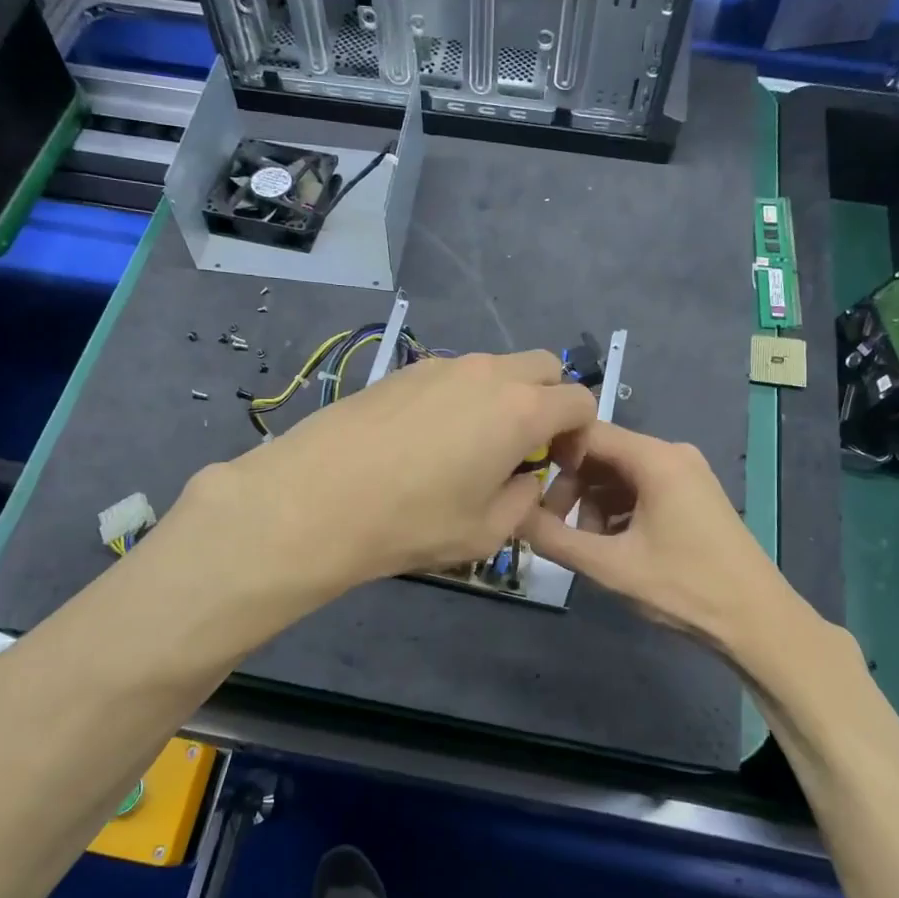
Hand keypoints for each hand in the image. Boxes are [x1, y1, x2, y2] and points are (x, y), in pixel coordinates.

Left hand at [191, 350, 597, 595]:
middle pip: (543, 367)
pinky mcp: (403, 371)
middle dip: (549, 401)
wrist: (316, 500)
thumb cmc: (412, 522)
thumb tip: (525, 478)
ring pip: (495, 368)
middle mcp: (487, 373)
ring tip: (472, 446)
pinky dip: (463, 397)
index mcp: (520, 410)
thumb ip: (524, 499)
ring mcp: (441, 366)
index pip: (579, 400)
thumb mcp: (486, 531)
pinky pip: (453, 376)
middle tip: (525, 447)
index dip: (582, 433)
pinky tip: (428, 440)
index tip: (559, 465)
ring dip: (504, 398)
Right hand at [520, 423, 810, 657]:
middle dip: (571, 486)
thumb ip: (554, 538)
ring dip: (593, 503)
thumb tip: (510, 516)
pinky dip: (618, 511)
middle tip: (552, 525)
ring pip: (619, 474)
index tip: (523, 483)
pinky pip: (641, 489)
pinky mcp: (692, 497)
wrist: (758, 622)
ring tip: (585, 545)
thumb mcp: (609, 566)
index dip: (550, 452)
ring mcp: (686, 475)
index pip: (588, 432)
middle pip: (603, 454)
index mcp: (655, 458)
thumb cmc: (683, 588)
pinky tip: (612, 546)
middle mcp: (672, 454)